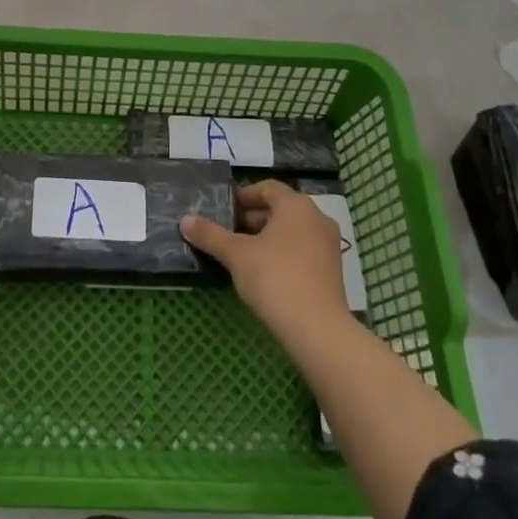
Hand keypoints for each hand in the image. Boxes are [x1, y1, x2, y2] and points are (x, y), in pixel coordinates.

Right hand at [181, 180, 352, 344]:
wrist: (317, 329)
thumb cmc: (274, 278)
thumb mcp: (236, 255)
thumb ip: (210, 235)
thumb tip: (185, 220)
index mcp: (296, 206)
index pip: (267, 188)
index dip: (243, 196)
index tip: (223, 210)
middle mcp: (317, 218)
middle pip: (280, 209)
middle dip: (252, 218)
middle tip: (227, 232)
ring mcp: (328, 245)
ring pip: (291, 231)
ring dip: (266, 237)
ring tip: (241, 254)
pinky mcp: (332, 270)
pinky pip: (302, 250)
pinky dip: (282, 253)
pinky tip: (264, 273)